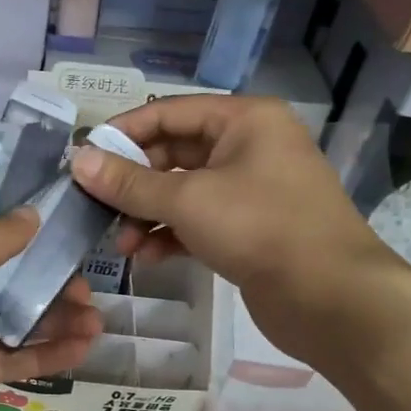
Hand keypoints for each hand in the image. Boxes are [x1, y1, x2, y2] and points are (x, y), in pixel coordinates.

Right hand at [70, 95, 406, 360]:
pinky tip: (147, 257)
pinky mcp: (249, 228)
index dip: (122, 133)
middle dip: (133, 183)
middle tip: (95, 206)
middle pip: (172, 153)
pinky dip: (170, 234)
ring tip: (121, 244)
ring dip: (147, 214)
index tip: (83, 158)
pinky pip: (198, 221)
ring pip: (183, 191)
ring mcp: (250, 189)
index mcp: (243, 120)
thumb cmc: (259, 228)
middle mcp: (248, 146)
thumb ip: (128, 183)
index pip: (168, 112)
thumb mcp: (187, 200)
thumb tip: (78, 161)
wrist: (332, 297)